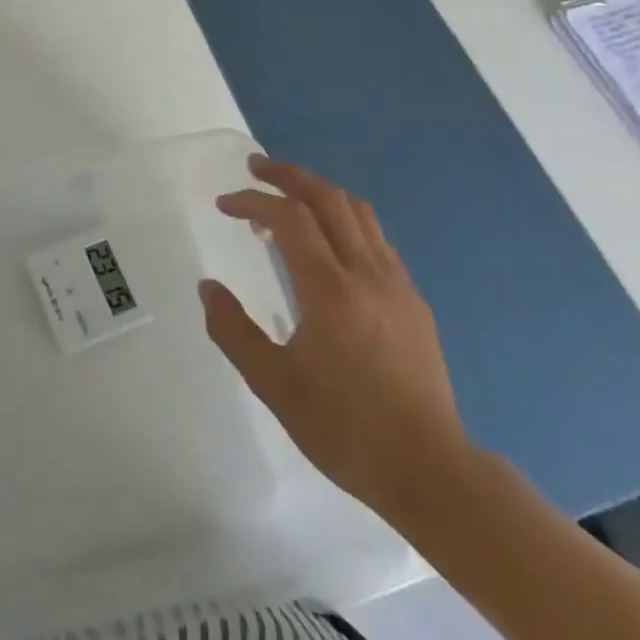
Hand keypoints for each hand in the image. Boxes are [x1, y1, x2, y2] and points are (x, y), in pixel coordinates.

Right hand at [199, 156, 467, 519]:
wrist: (431, 472)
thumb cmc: (345, 429)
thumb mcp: (273, 385)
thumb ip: (233, 330)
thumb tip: (207, 287)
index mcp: (330, 290)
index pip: (289, 218)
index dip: (253, 200)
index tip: (224, 204)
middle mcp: (366, 274)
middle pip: (328, 198)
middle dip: (288, 175)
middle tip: (255, 167)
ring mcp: (396, 285)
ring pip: (358, 212)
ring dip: (319, 192)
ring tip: (289, 195)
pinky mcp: (414, 302)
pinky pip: (376, 239)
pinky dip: (345, 220)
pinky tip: (328, 243)